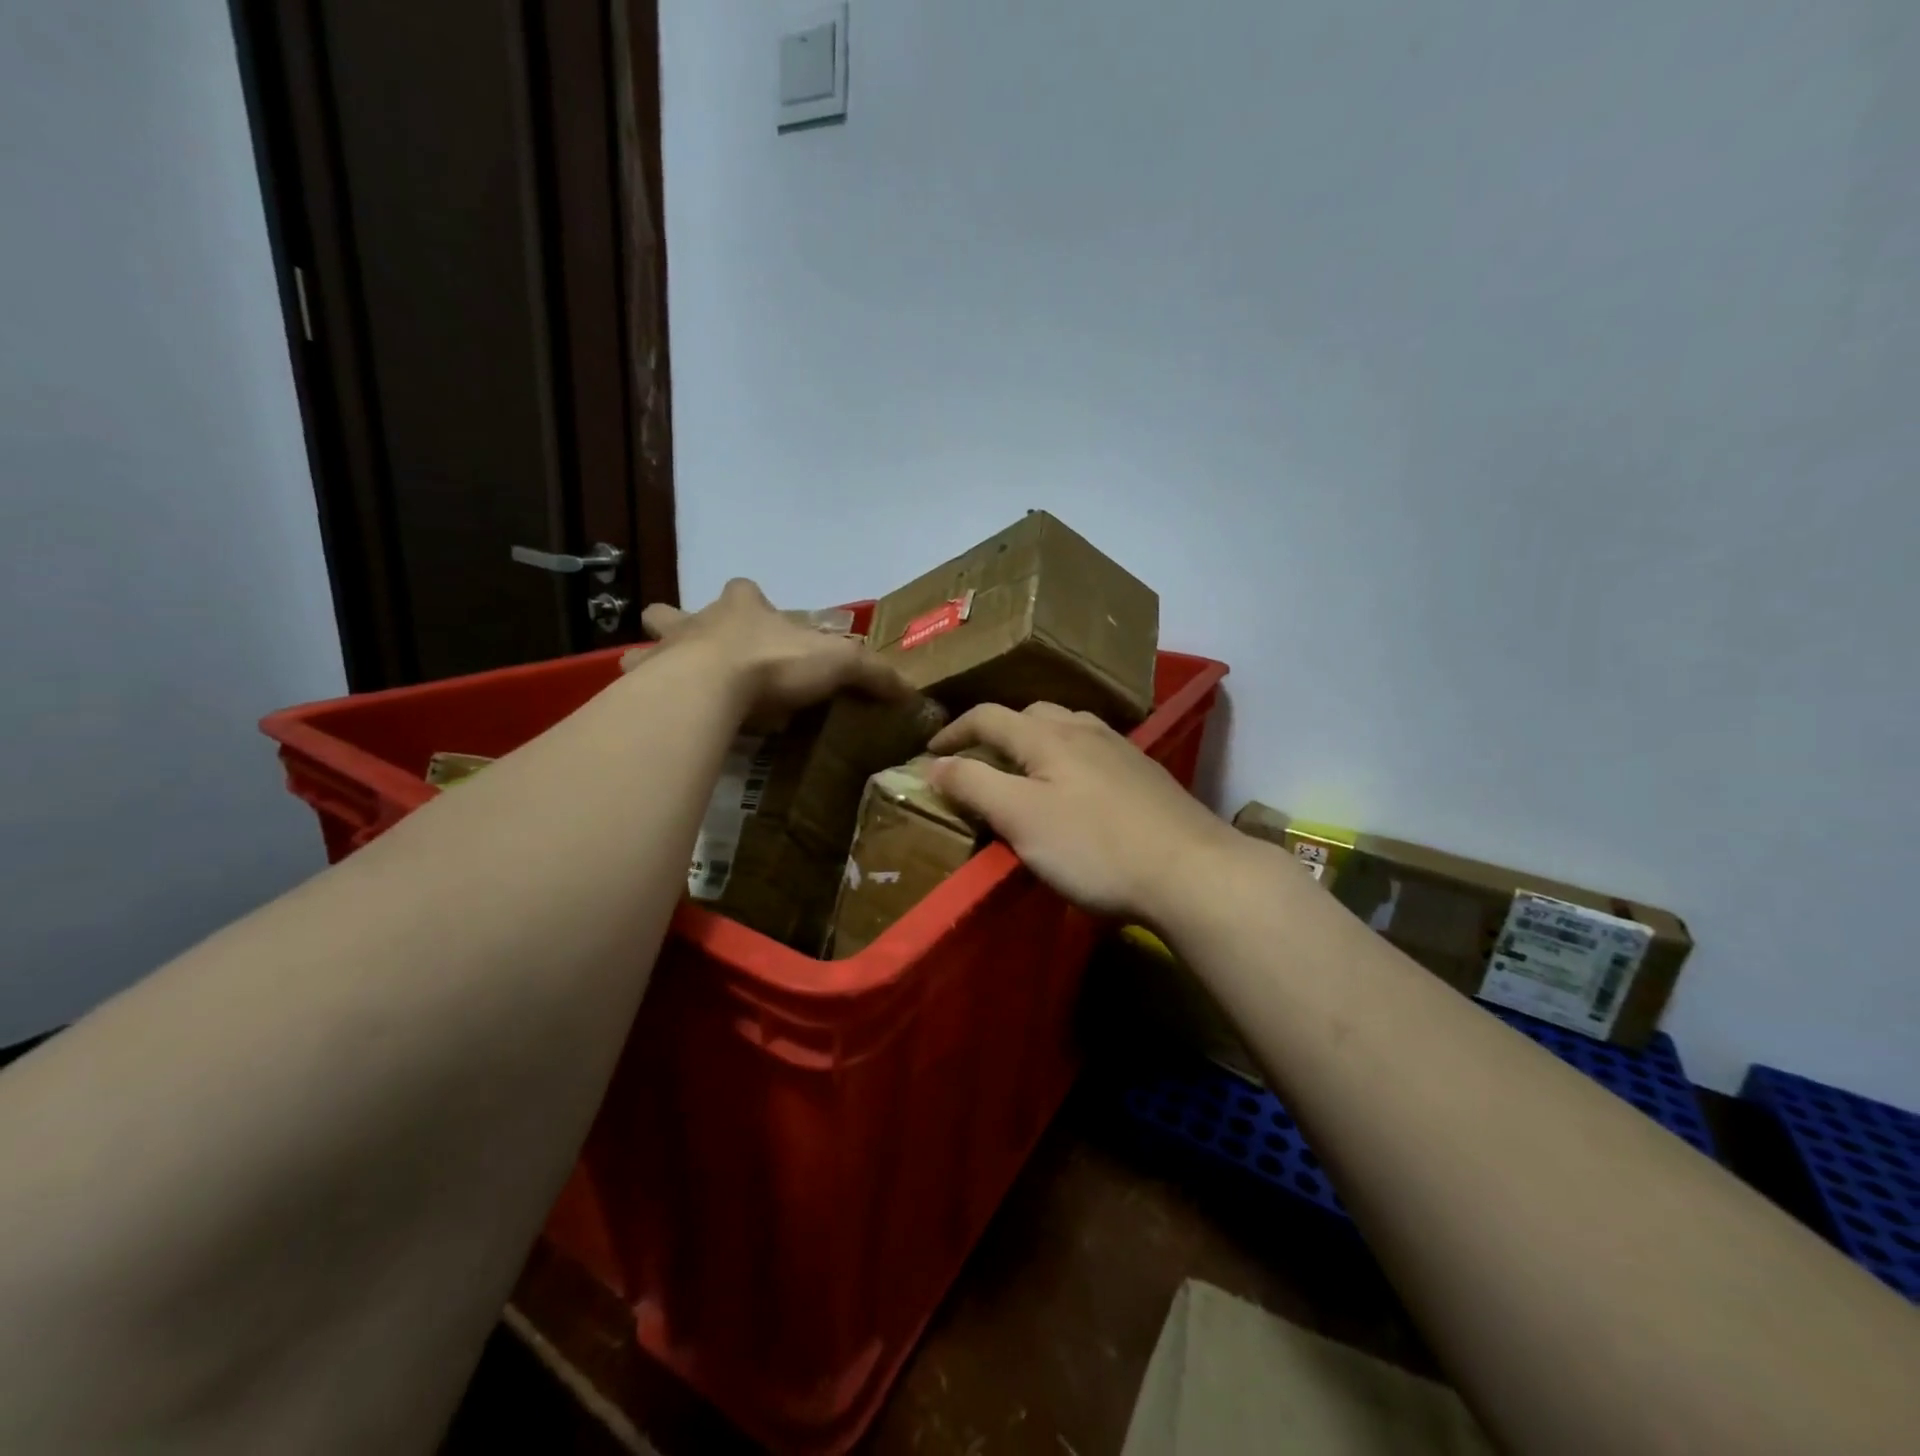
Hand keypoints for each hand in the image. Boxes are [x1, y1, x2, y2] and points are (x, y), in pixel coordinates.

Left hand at [635, 579, 908, 720]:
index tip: (758, 618)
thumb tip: (911, 691)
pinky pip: (635, 686)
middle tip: (697, 649)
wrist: (712, 687)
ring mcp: (665, 650)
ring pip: (648, 643)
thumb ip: (873, 673)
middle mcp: (700, 621)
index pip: (745, 590)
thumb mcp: (839, 664)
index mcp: (745, 608)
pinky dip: (639, 696)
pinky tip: (650, 714)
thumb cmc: (775, 664)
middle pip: (679, 611)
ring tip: (665, 681)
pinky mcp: (645, 684)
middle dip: (681, 622)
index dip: (752, 601)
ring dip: (653, 656)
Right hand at [925, 703, 1243, 923]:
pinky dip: (1067, 759)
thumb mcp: (1021, 818)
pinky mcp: (1145, 774)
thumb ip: (974, 785)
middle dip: (995, 733)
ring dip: (1035, 742)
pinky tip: (1075, 789)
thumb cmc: (1095, 846)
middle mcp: (1084, 728)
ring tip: (1024, 772)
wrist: (1192, 871)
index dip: (953, 731)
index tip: (928, 753)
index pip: (987, 716)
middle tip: (977, 764)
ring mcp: (1120, 749)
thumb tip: (934, 764)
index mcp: (1047, 734)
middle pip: (1029, 715)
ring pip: (1066, 728)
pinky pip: (1092, 751)